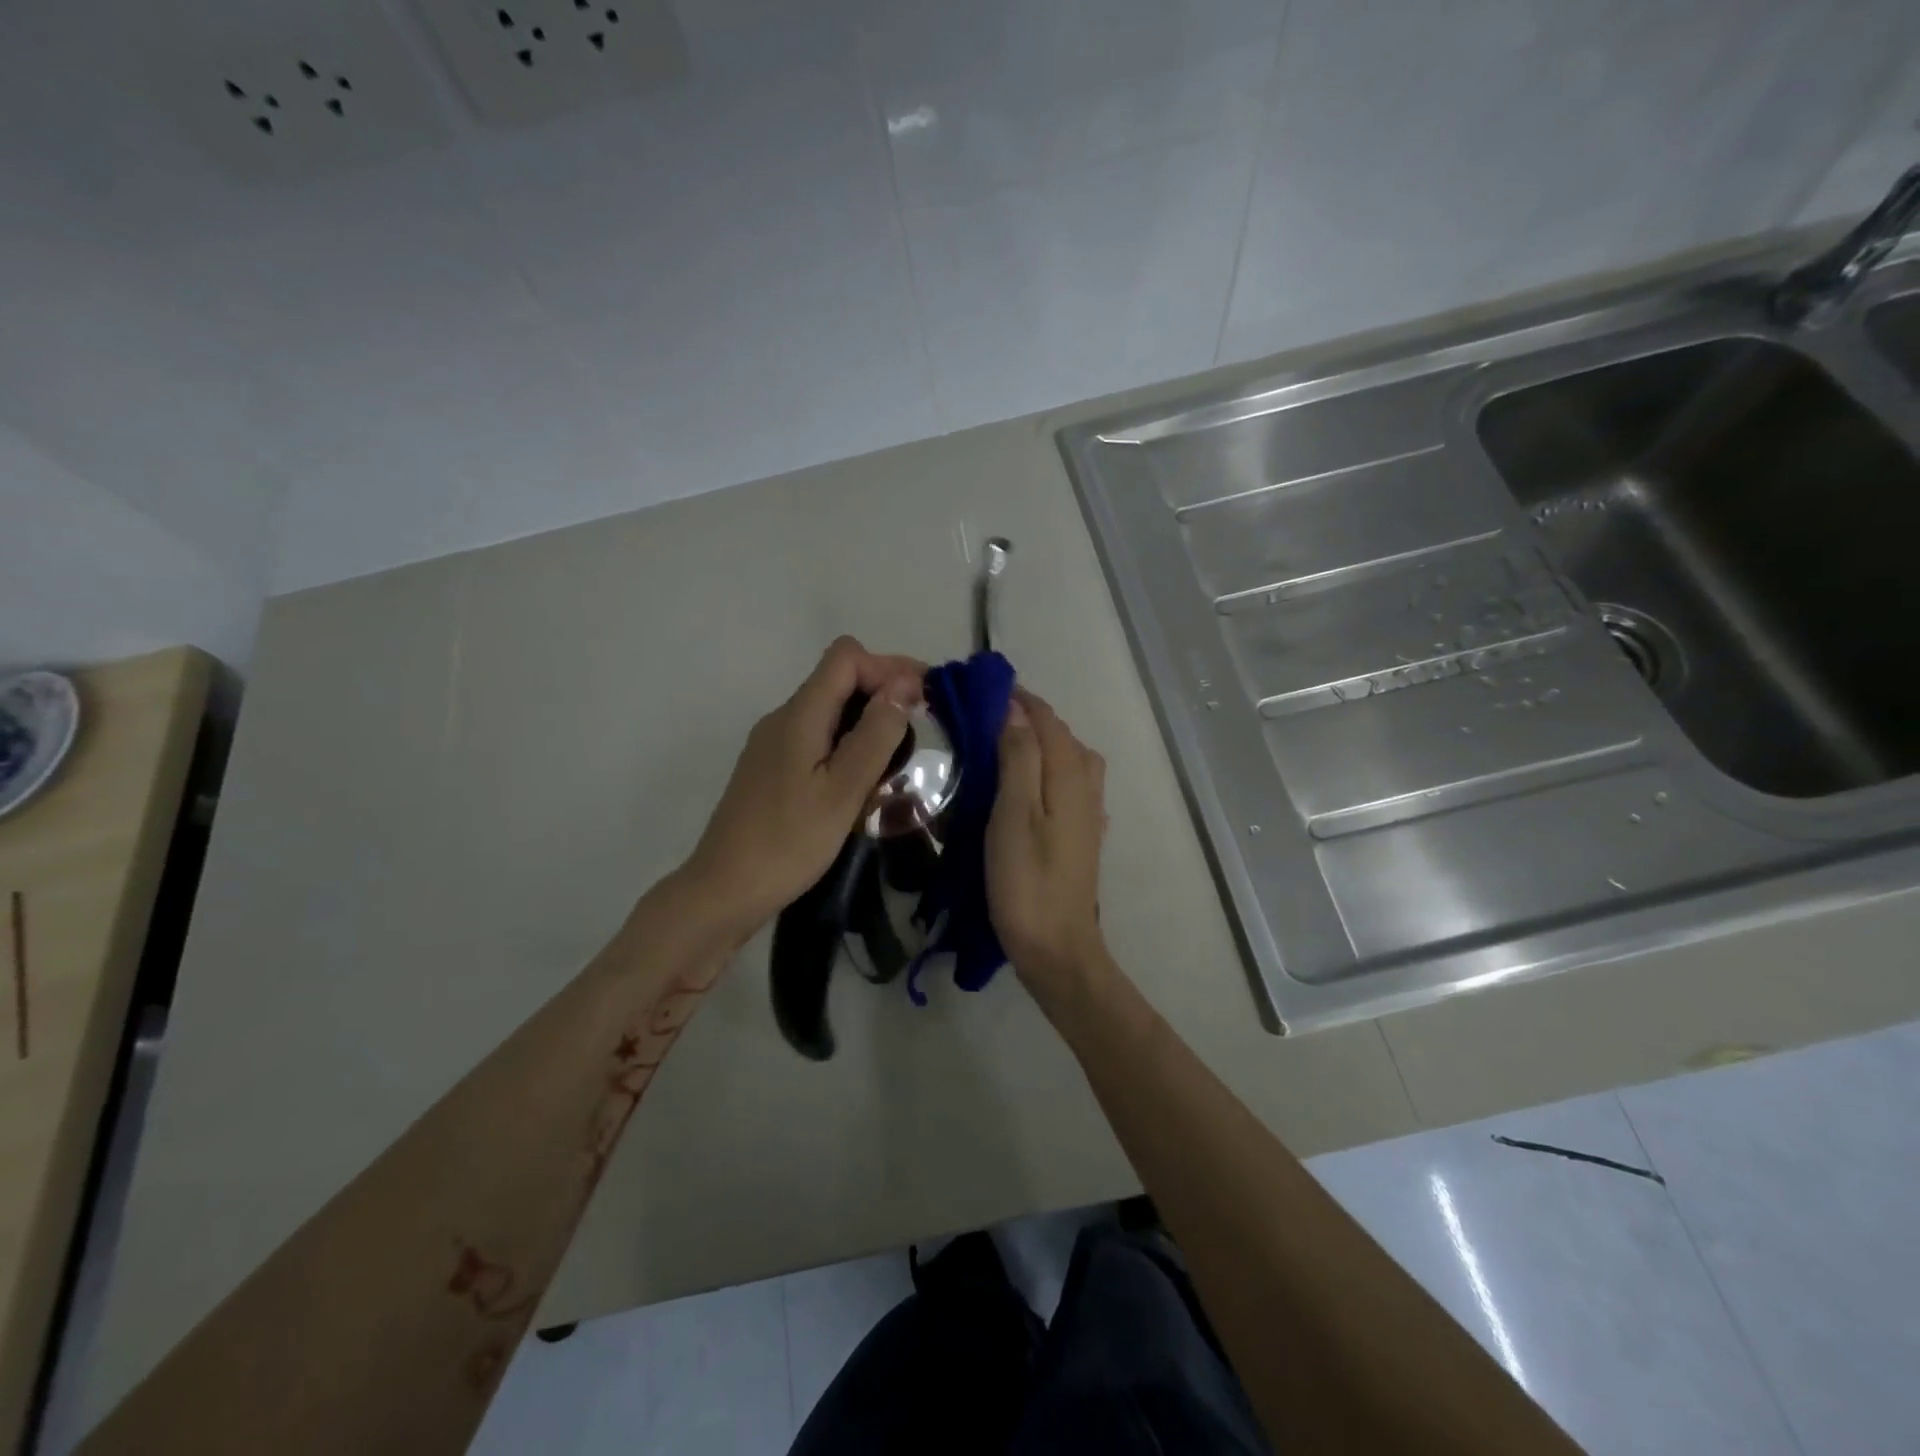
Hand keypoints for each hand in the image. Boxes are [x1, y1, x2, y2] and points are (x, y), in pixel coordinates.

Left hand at [681, 637, 923, 944]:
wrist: (724, 890)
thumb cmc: (788, 842)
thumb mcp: (843, 791)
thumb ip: (875, 735)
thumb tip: (902, 686)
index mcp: (799, 715)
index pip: (845, 657)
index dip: (888, 667)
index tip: (923, 699)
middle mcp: (782, 718)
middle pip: (837, 678)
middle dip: (884, 689)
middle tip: (923, 725)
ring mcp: (772, 744)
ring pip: (828, 709)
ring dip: (868, 718)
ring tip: (901, 753)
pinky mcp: (771, 769)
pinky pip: (817, 736)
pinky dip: (847, 742)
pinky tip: (863, 777)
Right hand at [987, 689, 1109, 989]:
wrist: (1056, 947)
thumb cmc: (1026, 880)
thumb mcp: (1014, 814)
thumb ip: (1019, 759)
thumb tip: (1016, 711)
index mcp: (1070, 777)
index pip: (1048, 721)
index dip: (1020, 700)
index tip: (984, 687)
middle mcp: (1086, 788)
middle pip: (1063, 737)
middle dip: (1030, 717)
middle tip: (986, 714)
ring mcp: (1088, 814)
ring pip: (1070, 760)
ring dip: (1042, 742)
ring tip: (1004, 744)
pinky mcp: (1082, 836)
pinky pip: (1069, 784)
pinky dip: (1048, 769)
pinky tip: (1028, 785)